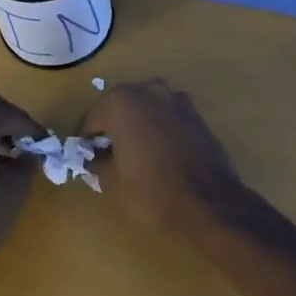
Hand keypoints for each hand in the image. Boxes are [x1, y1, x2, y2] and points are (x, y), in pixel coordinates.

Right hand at [81, 79, 244, 236]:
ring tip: (134, 152)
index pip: (91, 118)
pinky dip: (159, 128)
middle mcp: (149, 91)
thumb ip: (97, 162)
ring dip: (137, 124)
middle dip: (111, 126)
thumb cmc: (152, 192)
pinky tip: (160, 153)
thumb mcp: (111, 182)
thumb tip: (96, 157)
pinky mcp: (197, 115)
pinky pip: (168, 116)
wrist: (210, 204)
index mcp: (122, 102)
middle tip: (107, 154)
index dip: (85, 140)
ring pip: (146, 108)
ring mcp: (178, 100)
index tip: (85, 158)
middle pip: (119, 106)